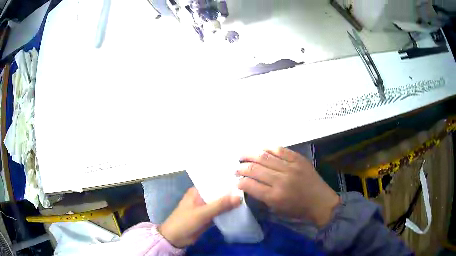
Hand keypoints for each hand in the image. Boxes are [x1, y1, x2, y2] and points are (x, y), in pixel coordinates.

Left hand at [159, 187, 240, 247]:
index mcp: (197, 191)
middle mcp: (201, 197)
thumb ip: (220, 205)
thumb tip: (239, 197)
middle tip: (248, 189)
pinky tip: (239, 210)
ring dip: (230, 203)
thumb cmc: (185, 222)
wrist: (175, 239)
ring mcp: (205, 208)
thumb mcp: (202, 213)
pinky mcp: (207, 217)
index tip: (242, 179)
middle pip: (218, 193)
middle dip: (230, 193)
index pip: (213, 182)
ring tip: (246, 198)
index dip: (226, 181)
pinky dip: (227, 212)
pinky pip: (219, 212)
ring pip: (220, 203)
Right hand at [237, 147, 339, 227]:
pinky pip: (280, 150)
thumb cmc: (298, 209)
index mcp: (274, 196)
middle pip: (255, 169)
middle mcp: (281, 180)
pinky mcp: (298, 159)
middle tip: (237, 167)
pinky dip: (268, 148)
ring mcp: (290, 167)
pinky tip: (260, 149)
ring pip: (265, 157)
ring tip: (242, 155)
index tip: (236, 180)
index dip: (239, 181)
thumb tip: (249, 185)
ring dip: (250, 154)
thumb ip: (262, 197)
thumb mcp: (277, 209)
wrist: (321, 202)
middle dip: (241, 167)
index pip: (250, 185)